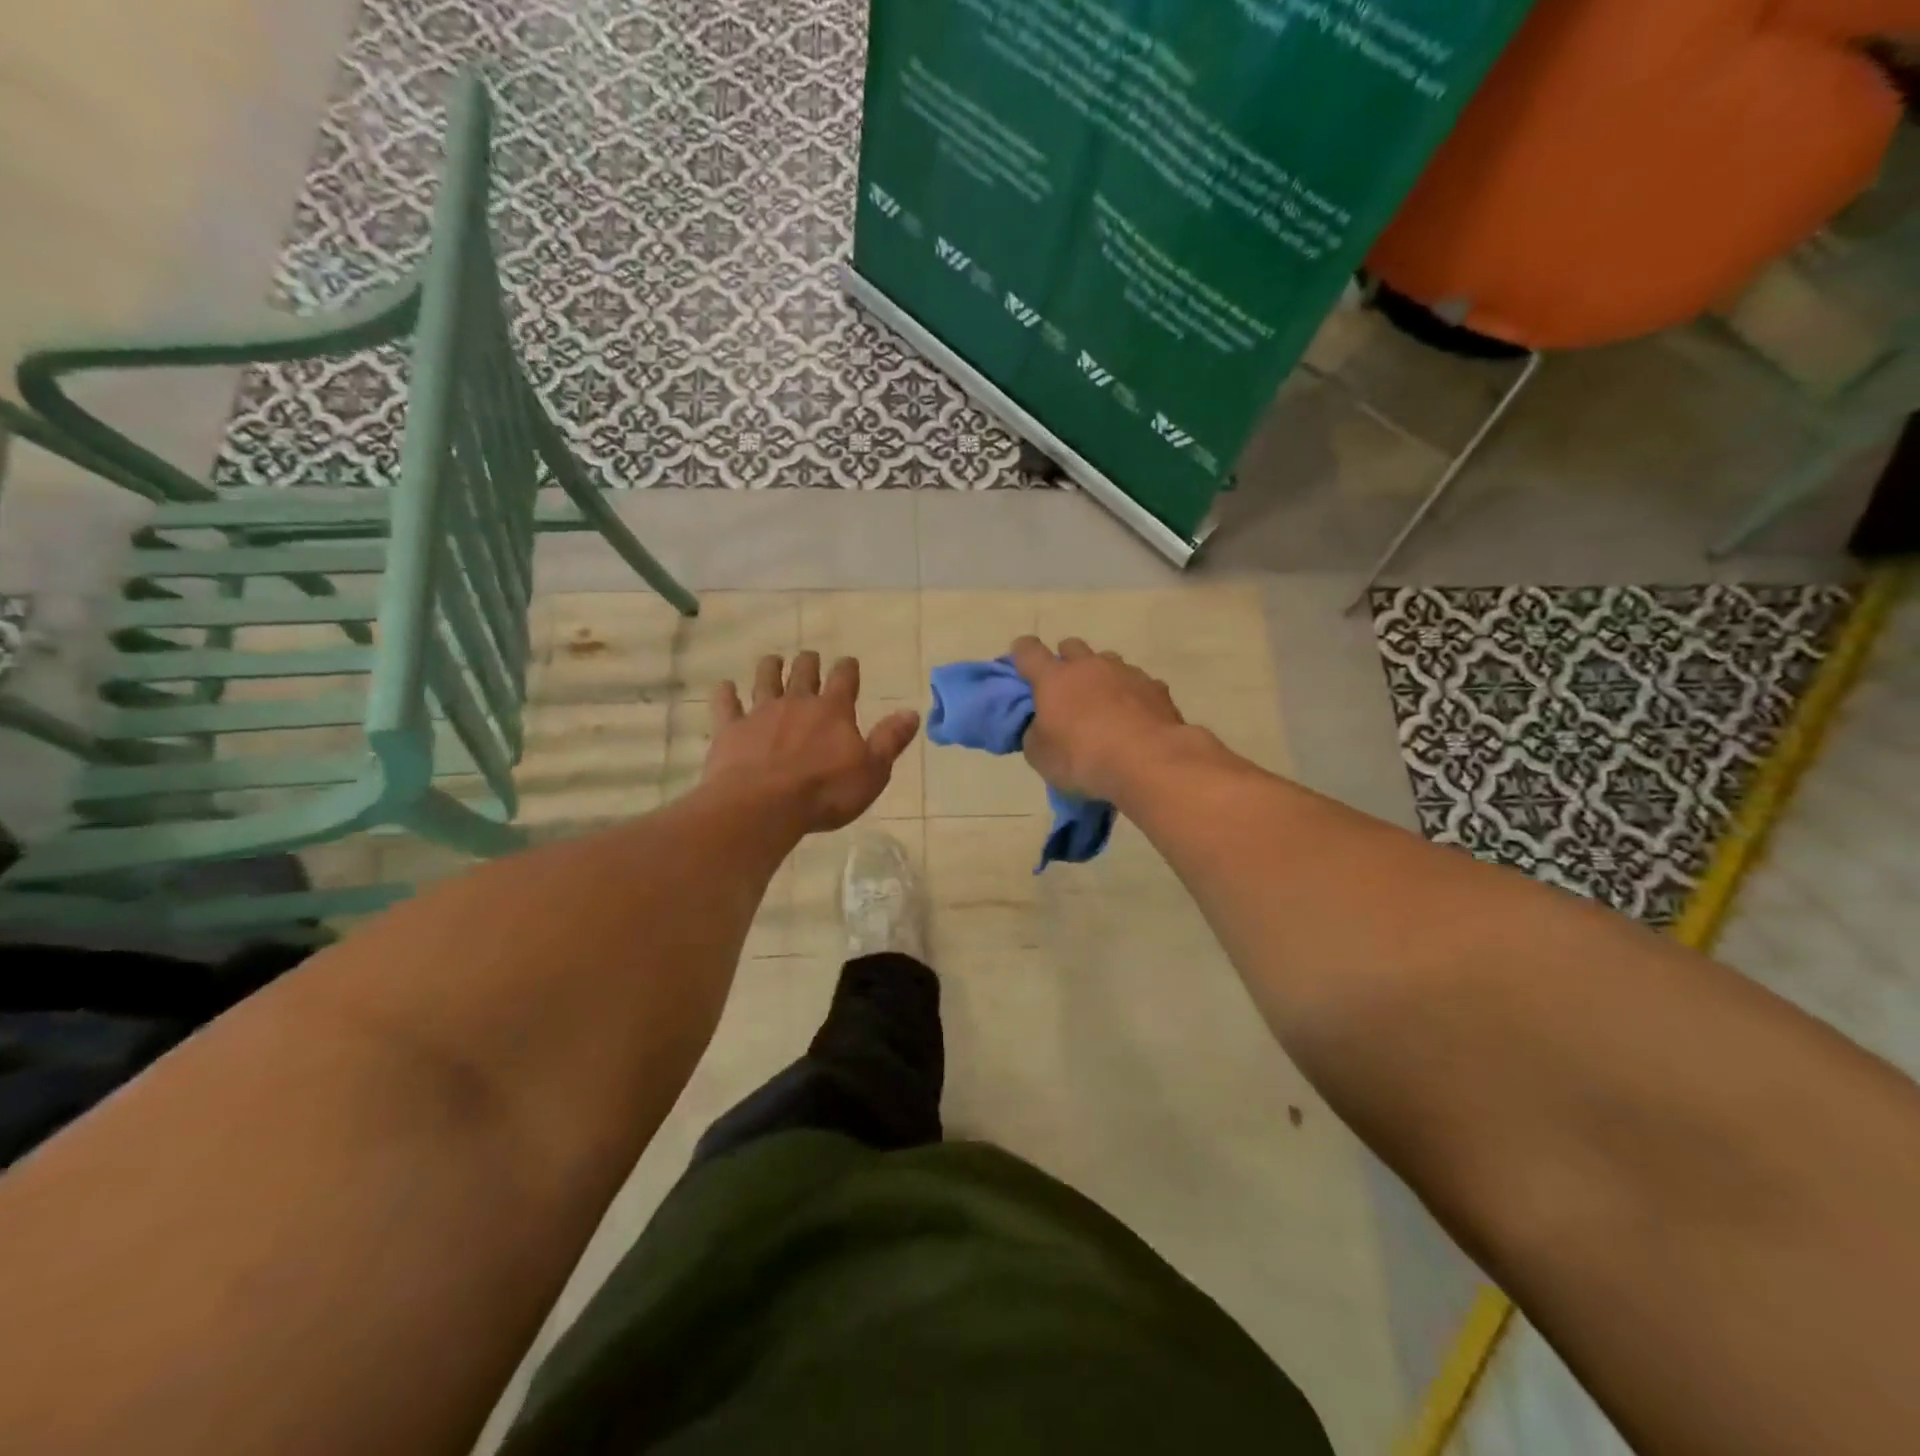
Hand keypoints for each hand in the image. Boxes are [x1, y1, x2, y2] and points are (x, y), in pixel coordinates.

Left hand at [705, 652, 920, 833]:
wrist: (763, 806)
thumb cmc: (824, 792)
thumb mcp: (871, 771)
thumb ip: (890, 740)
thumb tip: (912, 712)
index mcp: (833, 711)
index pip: (844, 679)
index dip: (847, 668)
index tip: (849, 662)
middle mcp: (797, 703)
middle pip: (803, 673)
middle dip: (809, 663)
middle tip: (810, 657)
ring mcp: (760, 713)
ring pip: (765, 680)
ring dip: (770, 668)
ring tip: (772, 660)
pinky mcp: (730, 730)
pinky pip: (726, 705)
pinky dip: (725, 694)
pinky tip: (724, 687)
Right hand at [1009, 637, 1185, 801]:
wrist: (1149, 762)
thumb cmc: (1083, 758)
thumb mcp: (1041, 756)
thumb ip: (1035, 734)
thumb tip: (1040, 725)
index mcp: (1054, 679)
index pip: (1028, 651)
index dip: (1021, 654)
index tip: (1021, 664)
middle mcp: (1089, 666)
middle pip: (1071, 646)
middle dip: (1065, 661)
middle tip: (1065, 690)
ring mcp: (1126, 673)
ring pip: (1107, 662)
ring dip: (1100, 677)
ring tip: (1103, 706)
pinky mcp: (1156, 688)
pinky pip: (1137, 684)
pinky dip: (1131, 696)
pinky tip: (1134, 720)